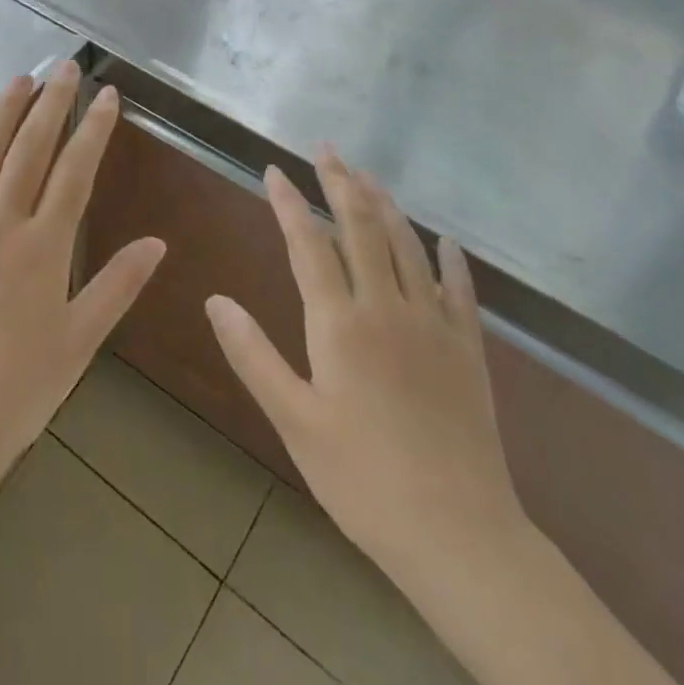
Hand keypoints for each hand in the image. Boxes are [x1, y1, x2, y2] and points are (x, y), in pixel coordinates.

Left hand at [0, 61, 165, 502]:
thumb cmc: (16, 393)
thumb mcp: (78, 341)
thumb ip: (118, 285)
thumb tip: (158, 241)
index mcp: (43, 247)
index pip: (75, 171)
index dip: (93, 129)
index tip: (106, 94)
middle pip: (29, 151)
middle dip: (51, 104)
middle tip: (64, 66)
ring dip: (0, 115)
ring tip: (19, 80)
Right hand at [205, 150, 525, 593]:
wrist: (459, 535)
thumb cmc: (362, 479)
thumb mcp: (294, 421)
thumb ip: (253, 355)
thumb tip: (215, 300)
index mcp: (340, 323)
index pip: (309, 244)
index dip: (290, 203)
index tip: (274, 169)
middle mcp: (387, 308)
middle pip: (361, 228)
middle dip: (340, 183)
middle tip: (326, 149)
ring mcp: (434, 324)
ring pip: (407, 246)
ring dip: (386, 205)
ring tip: (368, 175)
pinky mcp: (468, 350)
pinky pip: (460, 289)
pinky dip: (450, 258)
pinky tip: (446, 239)